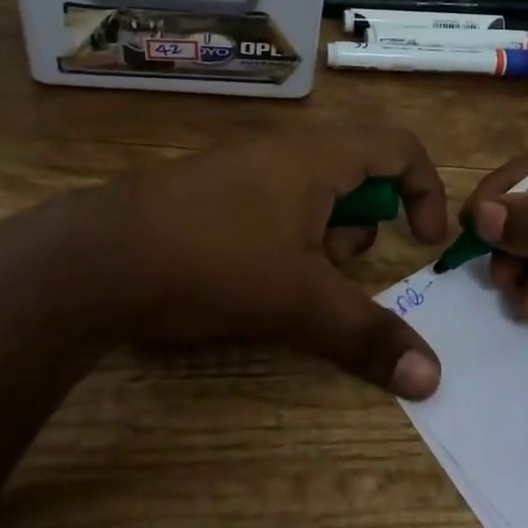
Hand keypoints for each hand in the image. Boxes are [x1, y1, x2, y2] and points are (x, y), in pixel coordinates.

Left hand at [70, 126, 448, 397]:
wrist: (94, 259)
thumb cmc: (213, 263)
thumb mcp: (299, 302)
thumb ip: (368, 335)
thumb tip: (433, 379)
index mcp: (317, 155)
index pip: (400, 147)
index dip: (425, 191)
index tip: (422, 244)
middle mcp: (283, 148)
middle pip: (357, 173)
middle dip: (361, 228)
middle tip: (336, 270)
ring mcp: (242, 164)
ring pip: (313, 191)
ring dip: (321, 237)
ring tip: (291, 279)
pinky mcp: (211, 189)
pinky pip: (273, 201)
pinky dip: (284, 236)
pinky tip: (251, 274)